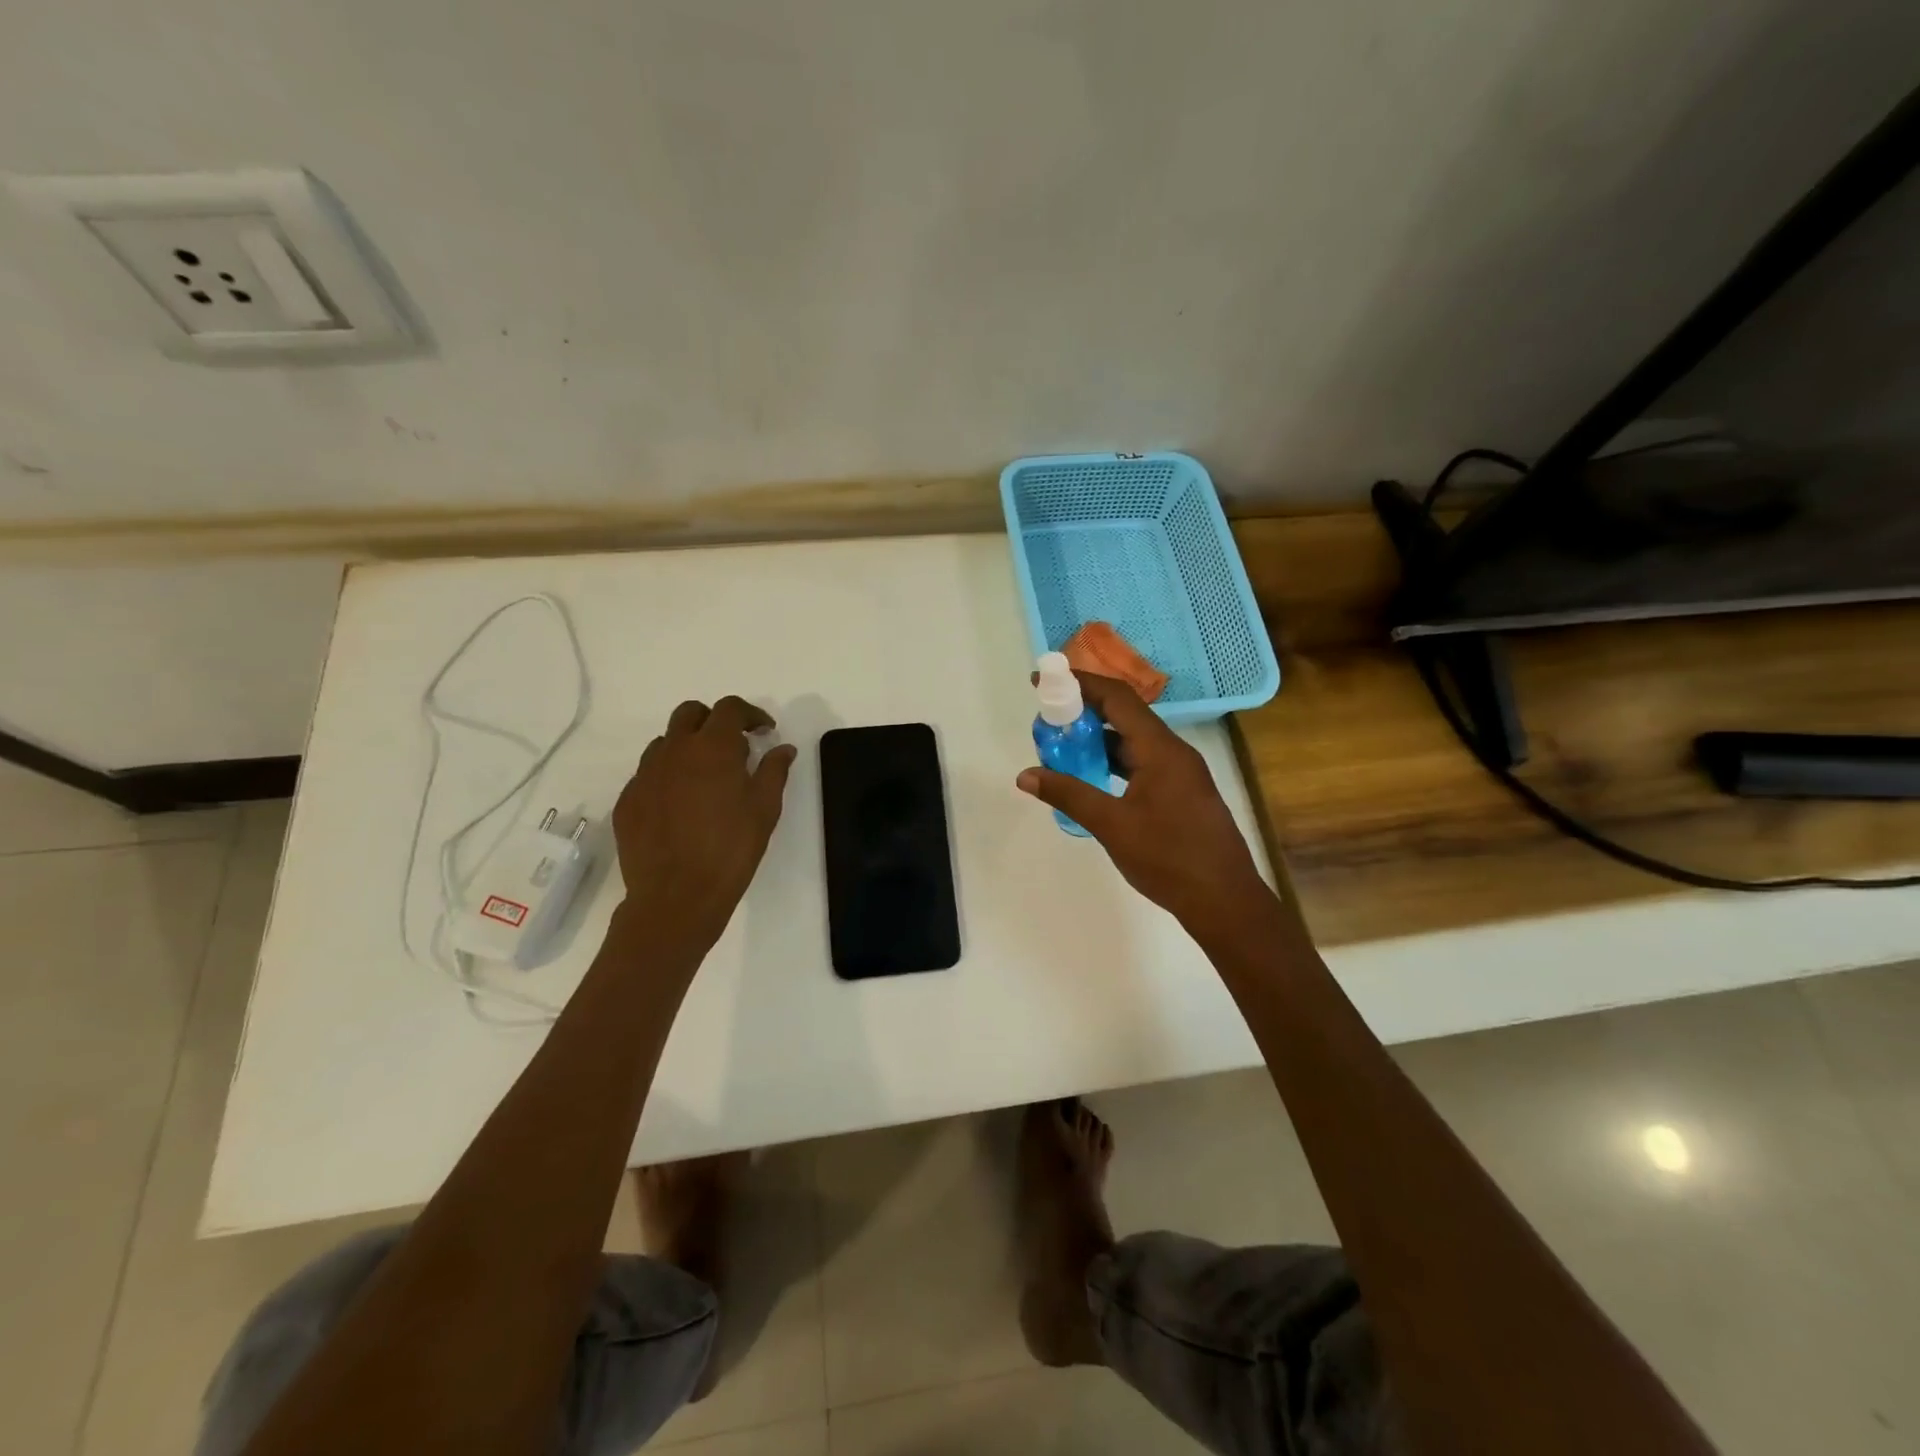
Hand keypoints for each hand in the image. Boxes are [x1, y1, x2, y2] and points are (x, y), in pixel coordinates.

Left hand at [613, 696, 797, 950]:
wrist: (676, 897)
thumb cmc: (731, 850)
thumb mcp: (765, 809)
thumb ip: (774, 771)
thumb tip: (783, 748)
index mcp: (712, 747)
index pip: (729, 708)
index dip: (750, 714)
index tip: (764, 731)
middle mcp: (674, 751)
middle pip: (690, 713)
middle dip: (713, 720)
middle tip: (733, 747)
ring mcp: (645, 775)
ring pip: (666, 742)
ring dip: (688, 747)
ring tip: (705, 777)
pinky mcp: (628, 800)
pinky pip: (648, 774)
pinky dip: (668, 776)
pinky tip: (681, 805)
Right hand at [1017, 671, 1266, 933]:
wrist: (1225, 901)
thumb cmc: (1169, 859)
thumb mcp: (1112, 825)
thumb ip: (1069, 794)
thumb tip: (1026, 776)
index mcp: (1161, 749)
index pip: (1117, 698)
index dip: (1080, 683)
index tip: (1045, 680)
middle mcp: (1174, 752)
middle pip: (1126, 716)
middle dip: (1084, 711)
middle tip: (1047, 719)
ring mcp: (1181, 773)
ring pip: (1134, 742)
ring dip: (1099, 739)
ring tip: (1061, 747)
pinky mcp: (1182, 794)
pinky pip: (1143, 763)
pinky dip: (1115, 762)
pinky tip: (1092, 777)